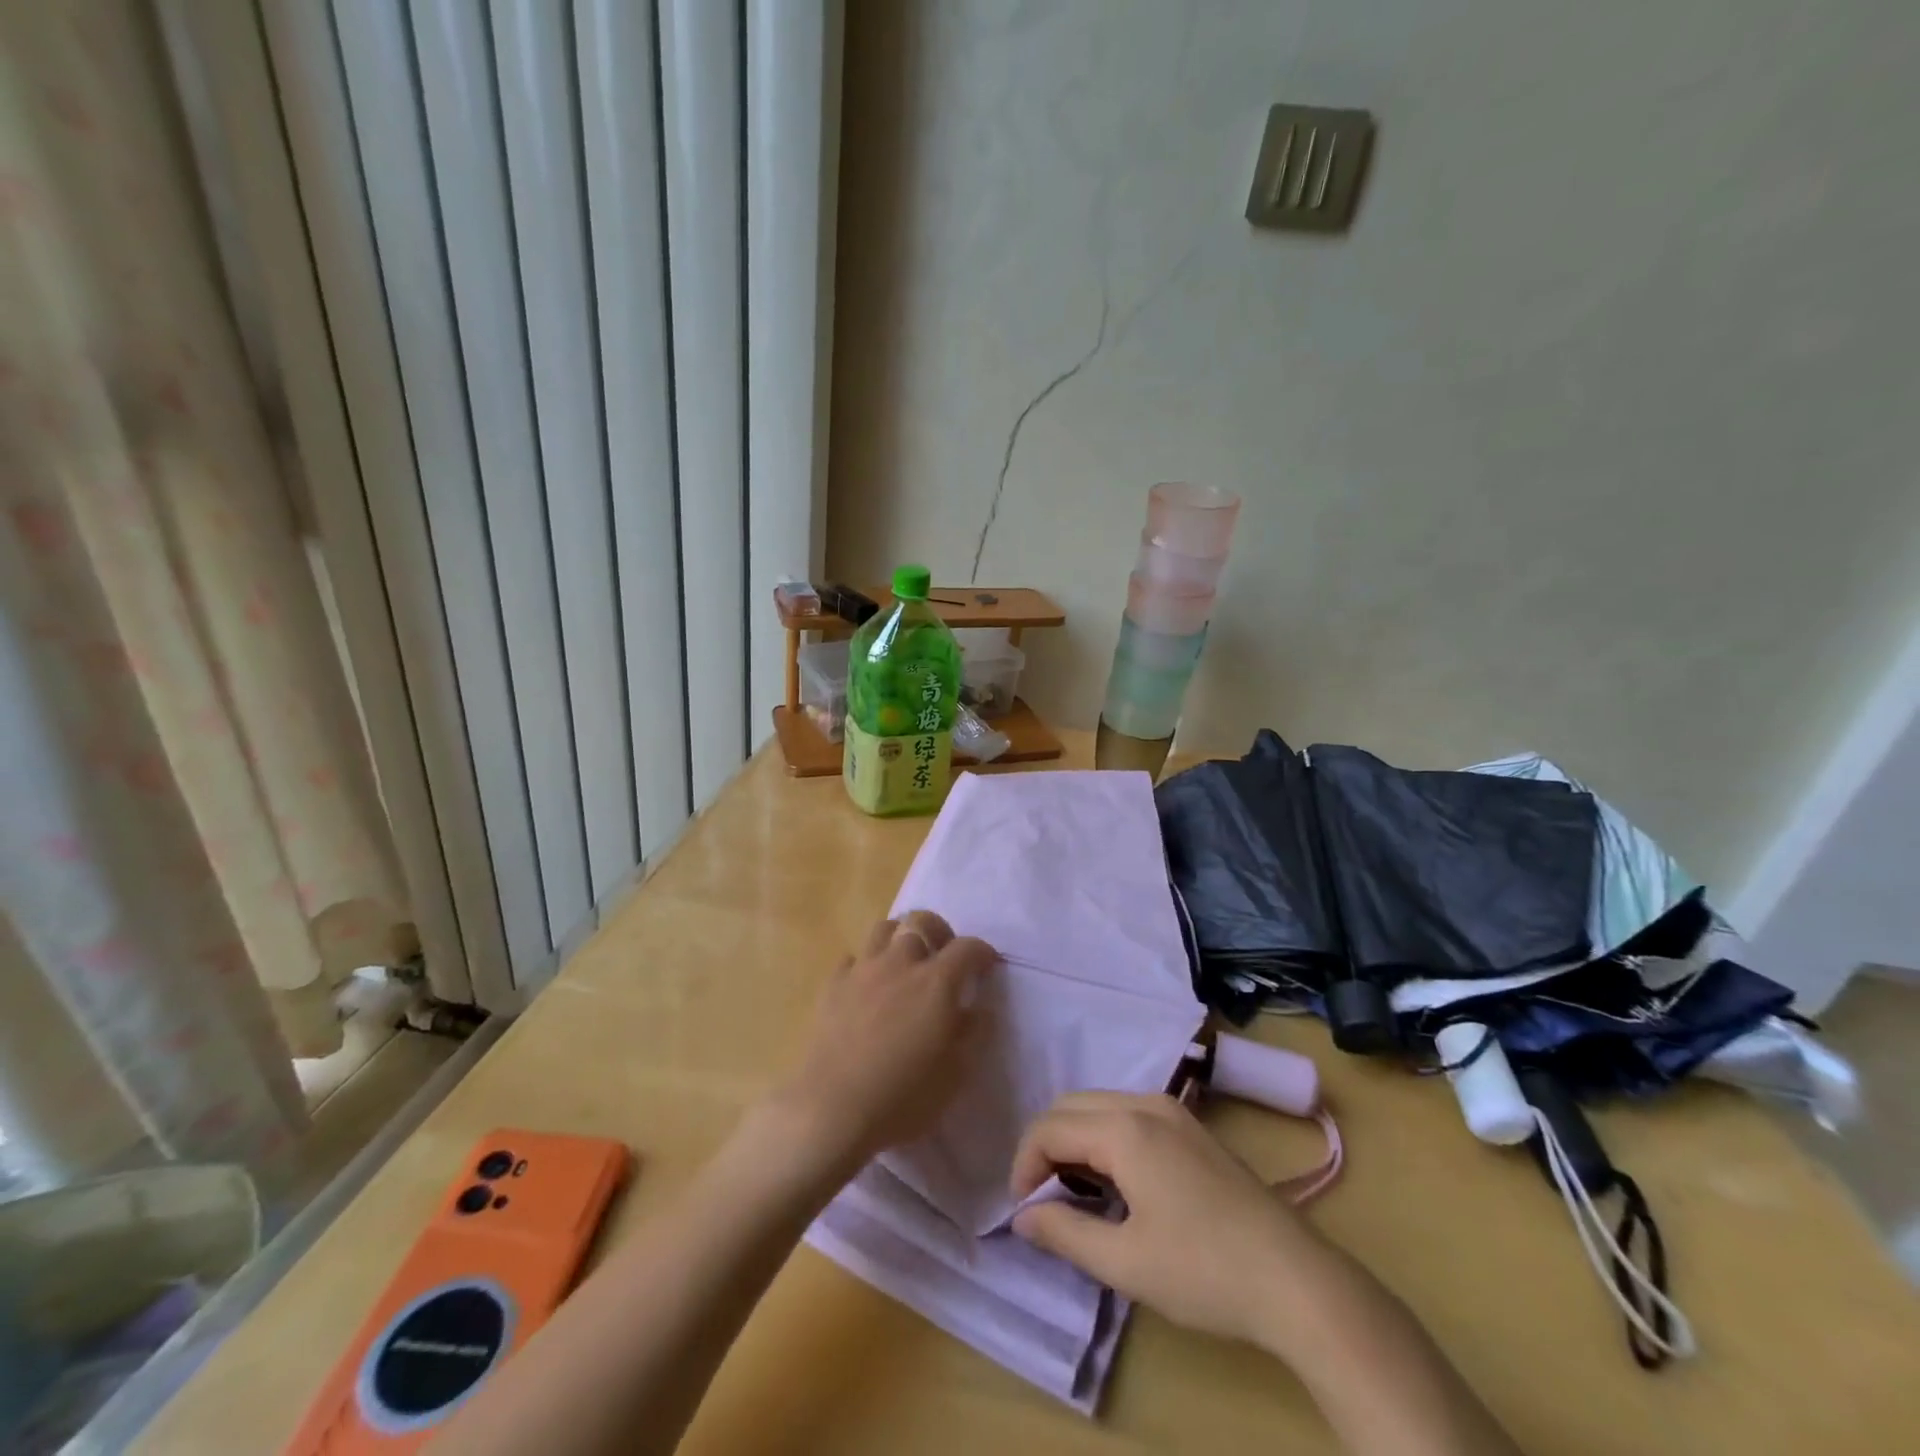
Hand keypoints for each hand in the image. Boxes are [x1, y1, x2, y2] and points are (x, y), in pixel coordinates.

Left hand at [772, 911, 993, 1173]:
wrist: (833, 1110)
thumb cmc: (903, 1098)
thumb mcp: (955, 1074)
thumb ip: (972, 1034)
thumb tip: (978, 1009)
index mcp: (936, 983)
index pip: (967, 948)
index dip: (981, 952)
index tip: (987, 964)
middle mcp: (900, 964)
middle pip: (920, 921)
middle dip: (938, 930)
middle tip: (943, 953)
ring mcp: (862, 971)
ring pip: (884, 928)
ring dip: (900, 937)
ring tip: (905, 961)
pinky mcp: (832, 986)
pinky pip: (853, 958)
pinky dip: (866, 965)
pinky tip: (868, 987)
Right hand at [1009, 1091, 1326, 1350]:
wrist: (1295, 1279)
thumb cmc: (1204, 1271)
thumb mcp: (1125, 1263)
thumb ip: (1065, 1233)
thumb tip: (1022, 1217)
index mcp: (1124, 1129)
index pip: (1050, 1128)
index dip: (1025, 1165)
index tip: (1023, 1211)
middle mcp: (1144, 1103)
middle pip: (1071, 1105)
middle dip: (1045, 1145)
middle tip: (1042, 1199)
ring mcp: (1172, 1111)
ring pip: (1099, 1105)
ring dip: (1075, 1139)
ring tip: (1074, 1193)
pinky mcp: (1190, 1127)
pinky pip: (1127, 1114)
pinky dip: (1104, 1137)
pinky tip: (1115, 1182)